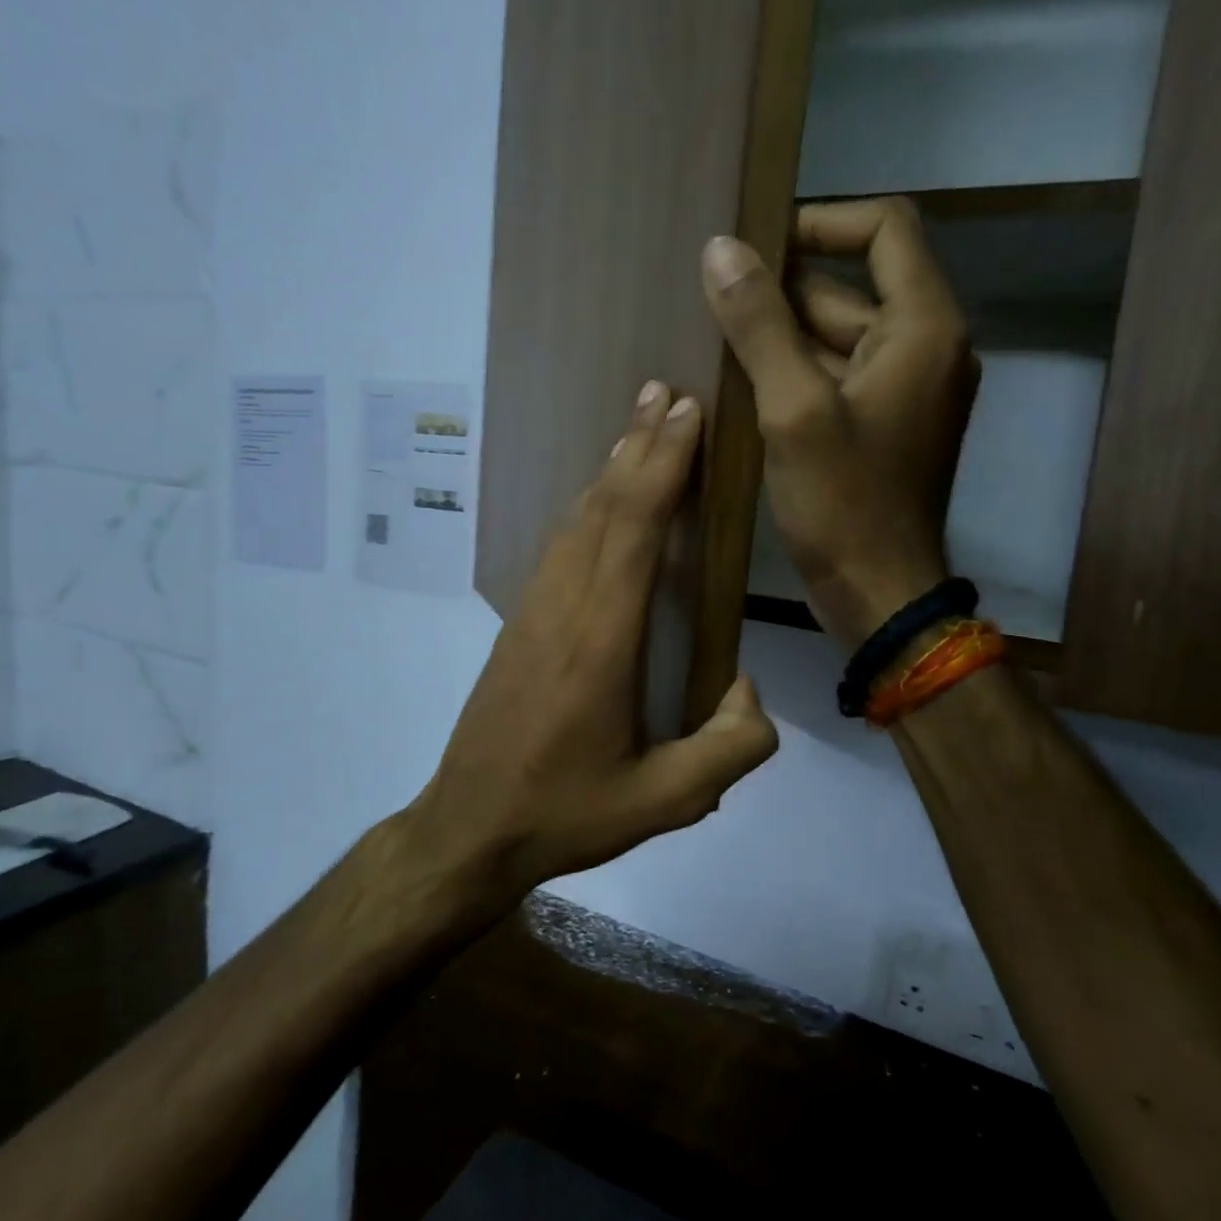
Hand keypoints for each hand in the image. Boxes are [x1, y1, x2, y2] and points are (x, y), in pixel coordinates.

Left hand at [408, 381, 779, 907]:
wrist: (469, 828)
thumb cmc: (566, 813)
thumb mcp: (666, 803)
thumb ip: (730, 750)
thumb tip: (750, 691)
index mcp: (601, 640)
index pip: (633, 528)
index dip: (662, 464)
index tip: (688, 413)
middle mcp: (563, 608)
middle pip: (602, 506)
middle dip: (638, 444)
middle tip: (666, 392)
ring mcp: (533, 612)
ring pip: (575, 520)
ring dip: (611, 470)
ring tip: (640, 428)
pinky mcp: (518, 625)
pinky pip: (559, 547)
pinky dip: (589, 508)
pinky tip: (602, 503)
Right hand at [701, 198, 978, 645]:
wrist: (878, 593)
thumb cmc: (843, 503)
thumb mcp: (793, 410)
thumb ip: (759, 325)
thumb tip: (721, 249)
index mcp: (923, 327)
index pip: (885, 228)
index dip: (821, 222)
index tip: (758, 243)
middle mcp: (925, 347)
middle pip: (851, 286)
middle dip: (783, 288)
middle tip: (714, 298)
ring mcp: (904, 390)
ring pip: (837, 336)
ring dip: (780, 336)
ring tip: (714, 340)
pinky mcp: (882, 426)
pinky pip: (835, 378)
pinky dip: (793, 374)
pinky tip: (740, 386)